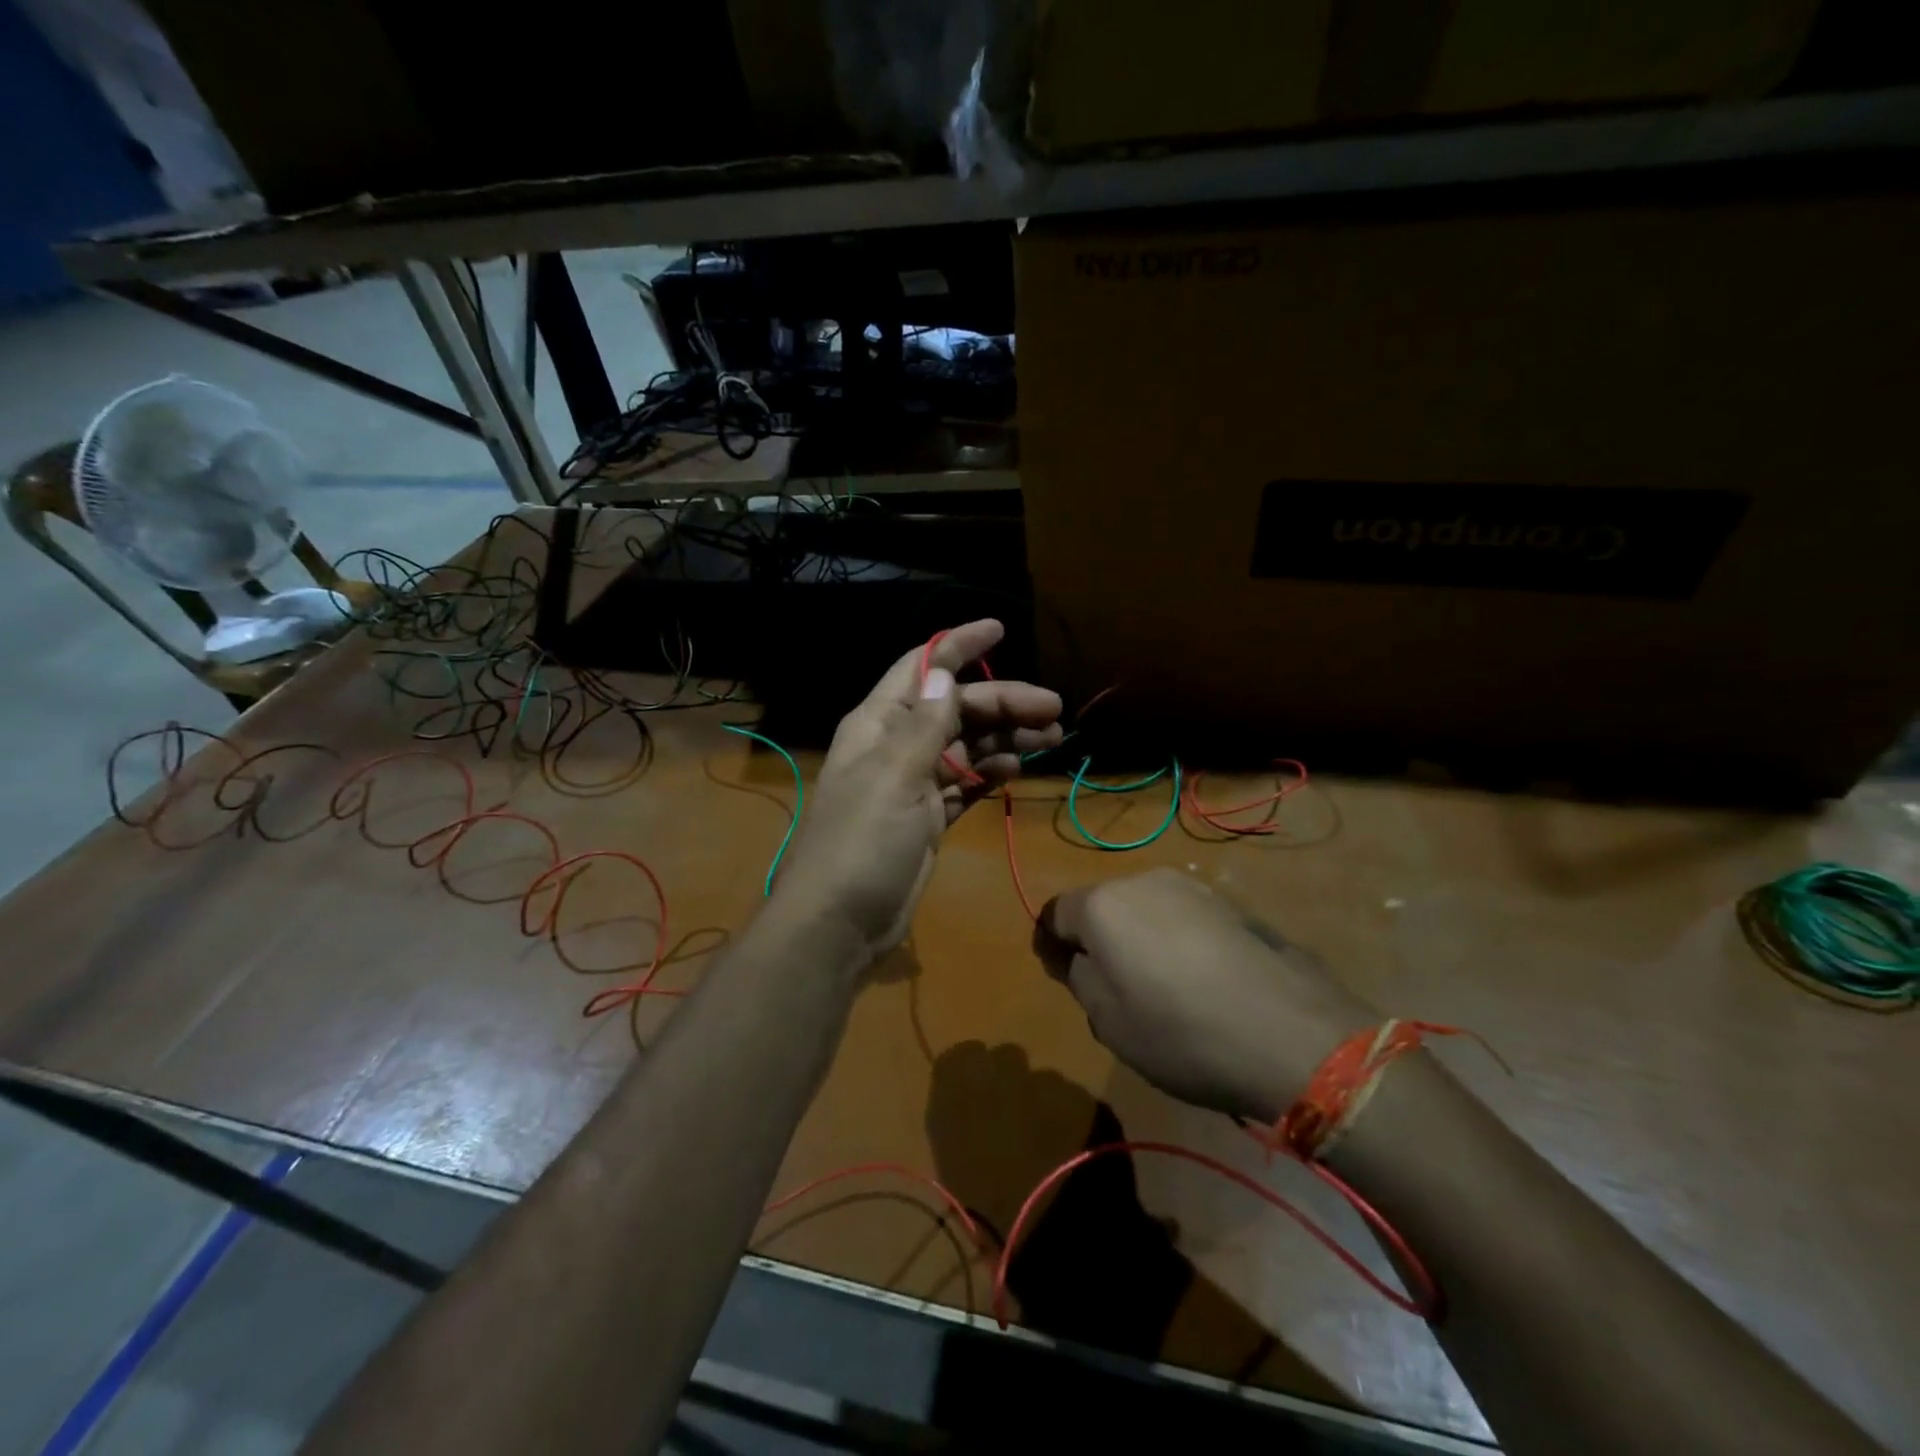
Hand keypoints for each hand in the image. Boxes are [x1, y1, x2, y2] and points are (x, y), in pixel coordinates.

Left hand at [772, 619, 1062, 959]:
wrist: (840, 923)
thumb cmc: (861, 843)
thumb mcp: (894, 777)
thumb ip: (924, 725)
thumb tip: (944, 671)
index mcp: (879, 723)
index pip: (922, 668)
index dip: (959, 645)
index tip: (1000, 628)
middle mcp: (896, 745)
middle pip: (956, 708)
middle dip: (1002, 703)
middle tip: (1054, 710)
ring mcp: (914, 782)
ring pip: (967, 745)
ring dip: (1006, 737)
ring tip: (1051, 737)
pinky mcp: (928, 816)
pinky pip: (966, 782)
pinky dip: (991, 772)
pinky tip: (1018, 767)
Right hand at [1036, 868, 1379, 1123]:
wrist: (1290, 1034)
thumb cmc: (1181, 1032)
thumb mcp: (1109, 1021)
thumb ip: (1080, 977)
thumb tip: (1077, 956)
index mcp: (1103, 905)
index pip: (1055, 912)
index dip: (1049, 942)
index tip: (1057, 973)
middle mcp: (1143, 881)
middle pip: (1102, 905)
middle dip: (1096, 938)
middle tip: (1108, 986)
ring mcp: (1192, 888)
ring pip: (1144, 908)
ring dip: (1139, 936)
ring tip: (1158, 984)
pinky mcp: (1231, 904)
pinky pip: (1182, 916)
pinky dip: (1175, 939)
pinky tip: (1198, 979)